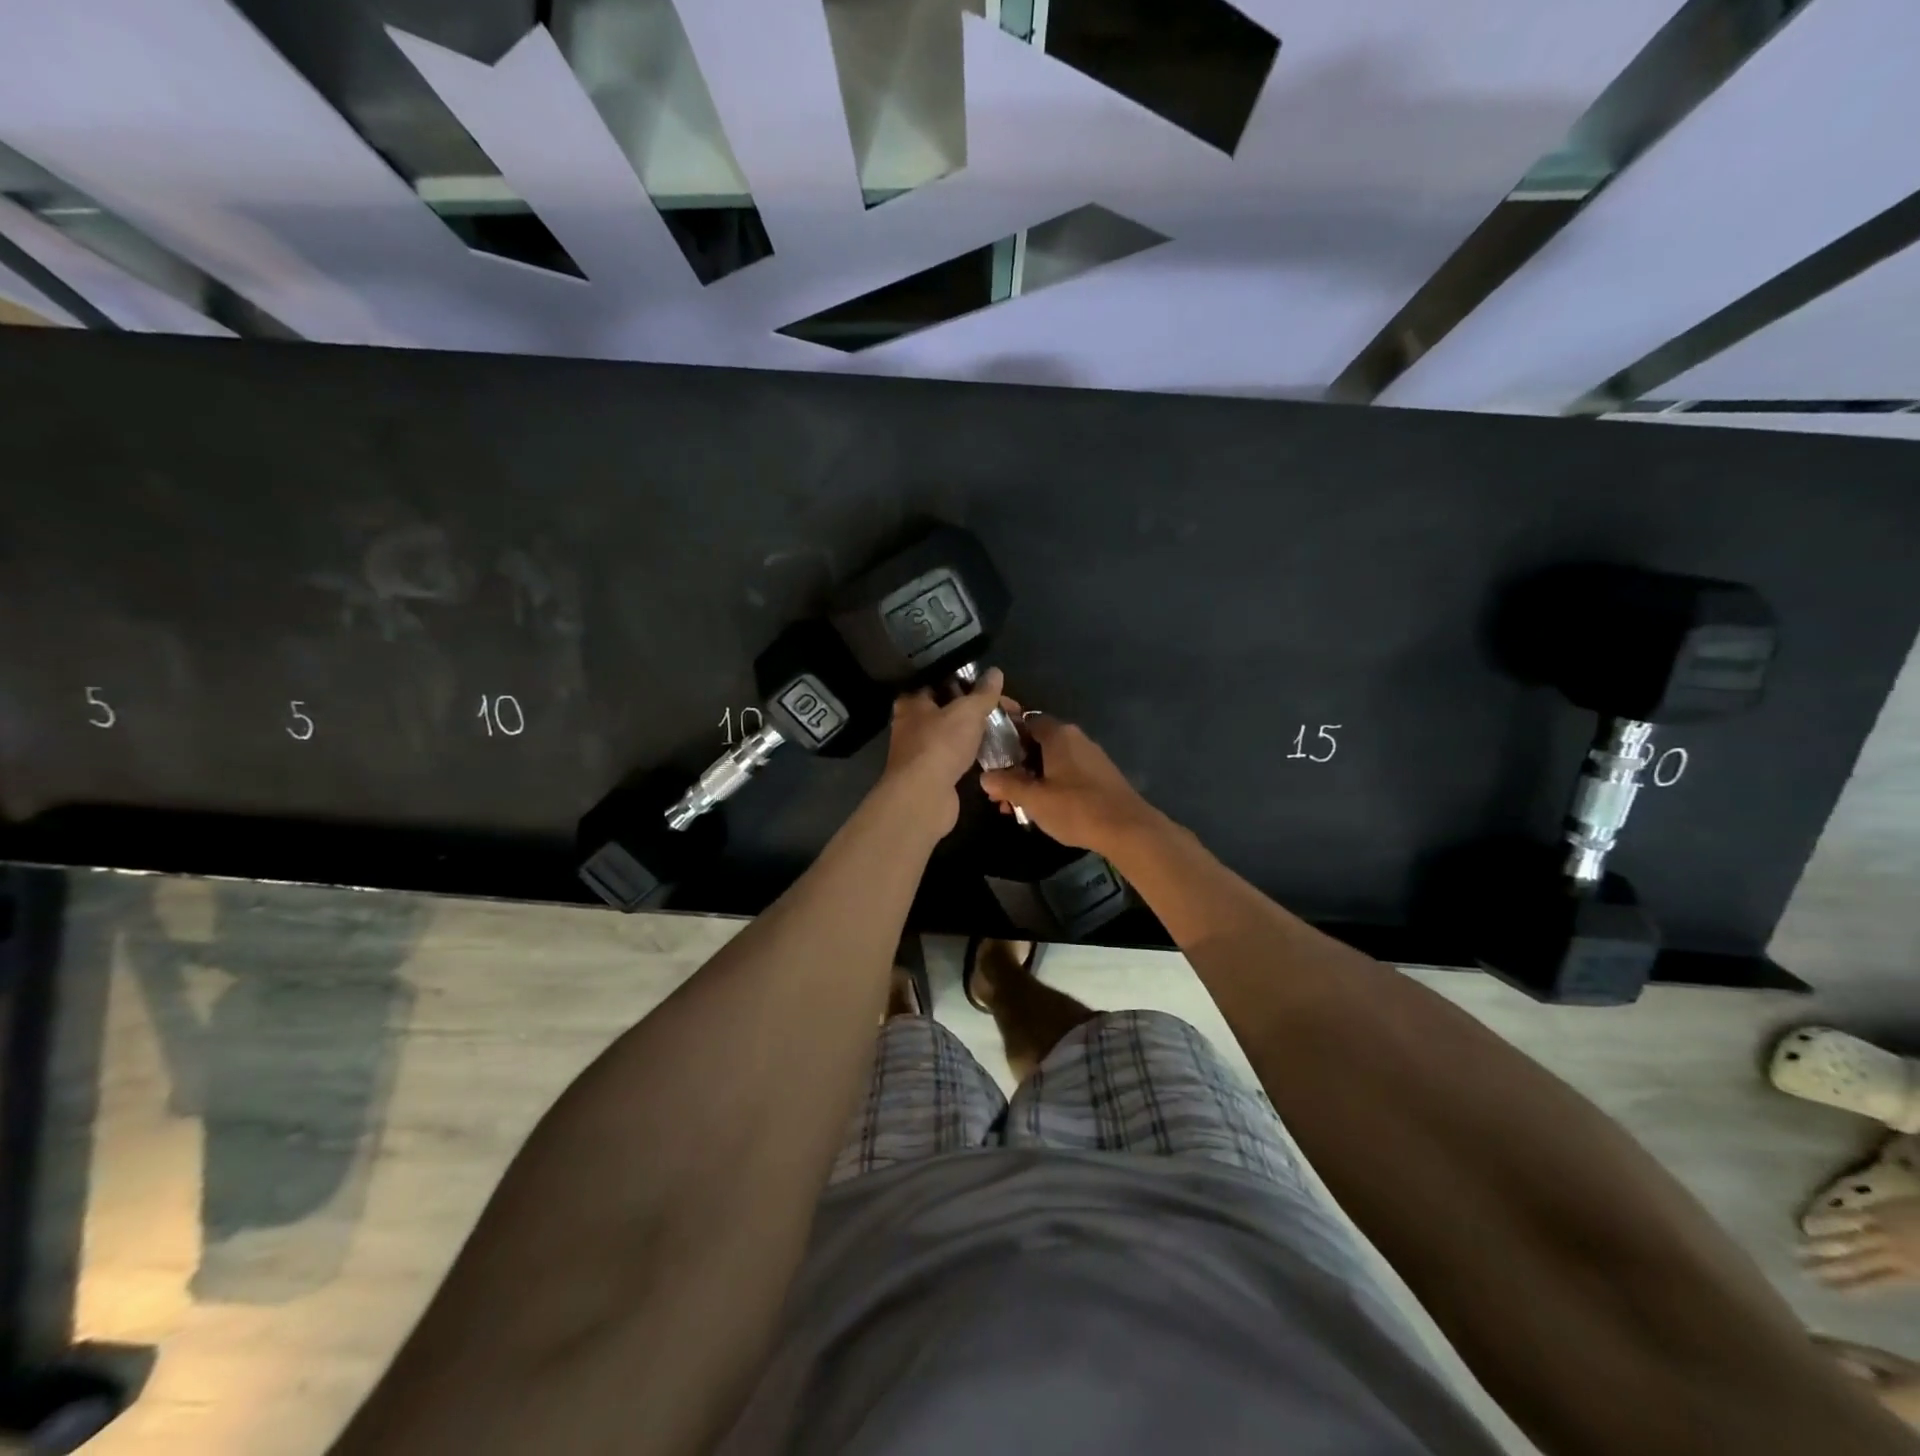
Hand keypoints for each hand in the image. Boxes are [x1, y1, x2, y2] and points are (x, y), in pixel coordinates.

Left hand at [879, 667, 1005, 835]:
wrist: (924, 797)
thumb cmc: (940, 744)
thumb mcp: (967, 711)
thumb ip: (983, 692)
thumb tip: (995, 671)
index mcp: (912, 701)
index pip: (940, 681)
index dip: (967, 681)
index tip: (993, 686)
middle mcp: (911, 724)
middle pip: (949, 708)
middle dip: (977, 709)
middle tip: (1007, 709)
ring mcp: (920, 751)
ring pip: (953, 734)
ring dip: (976, 732)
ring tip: (1006, 729)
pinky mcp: (931, 773)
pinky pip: (956, 756)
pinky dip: (973, 753)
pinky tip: (993, 752)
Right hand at [979, 712, 1158, 854]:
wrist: (1128, 829)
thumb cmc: (1076, 808)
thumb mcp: (1033, 798)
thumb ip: (1007, 784)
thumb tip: (985, 776)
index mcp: (1059, 734)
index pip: (1026, 721)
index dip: (1006, 737)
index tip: (991, 758)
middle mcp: (1076, 739)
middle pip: (1038, 744)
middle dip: (1016, 766)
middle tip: (999, 792)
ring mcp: (1091, 757)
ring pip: (1052, 762)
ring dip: (1033, 780)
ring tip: (1017, 807)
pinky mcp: (1101, 777)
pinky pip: (1068, 774)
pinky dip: (1052, 787)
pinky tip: (1044, 810)